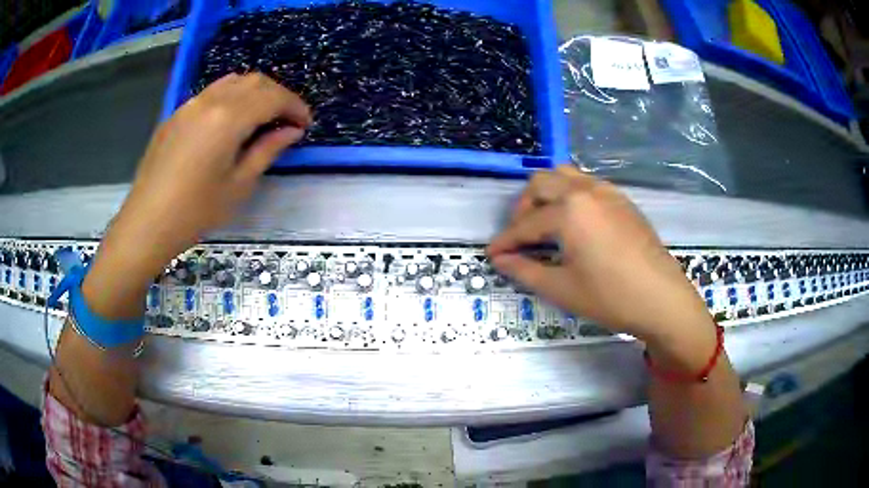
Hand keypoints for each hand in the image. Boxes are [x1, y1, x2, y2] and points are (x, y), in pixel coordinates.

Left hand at [83, 73, 311, 318]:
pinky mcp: (176, 114)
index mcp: (228, 118)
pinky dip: (231, 98)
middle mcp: (210, 101)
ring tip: (262, 117)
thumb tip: (291, 130)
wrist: (146, 223)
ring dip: (254, 92)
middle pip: (254, 81)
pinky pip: (211, 93)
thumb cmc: (195, 212)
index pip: (272, 97)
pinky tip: (230, 122)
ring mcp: (189, 105)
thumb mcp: (238, 185)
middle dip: (278, 95)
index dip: (295, 106)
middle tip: (287, 121)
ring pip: (232, 82)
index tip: (305, 124)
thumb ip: (267, 150)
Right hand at [487, 166, 715, 359]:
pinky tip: (575, 223)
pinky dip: (570, 195)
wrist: (662, 299)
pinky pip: (587, 184)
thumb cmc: (610, 297)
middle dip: (523, 208)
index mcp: (569, 210)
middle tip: (521, 237)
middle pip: (541, 183)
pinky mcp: (623, 200)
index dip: (505, 240)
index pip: (526, 223)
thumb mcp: (562, 289)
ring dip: (547, 195)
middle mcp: (586, 190)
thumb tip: (500, 260)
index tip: (492, 253)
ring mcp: (608, 191)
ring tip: (546, 224)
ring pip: (565, 175)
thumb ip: (525, 270)